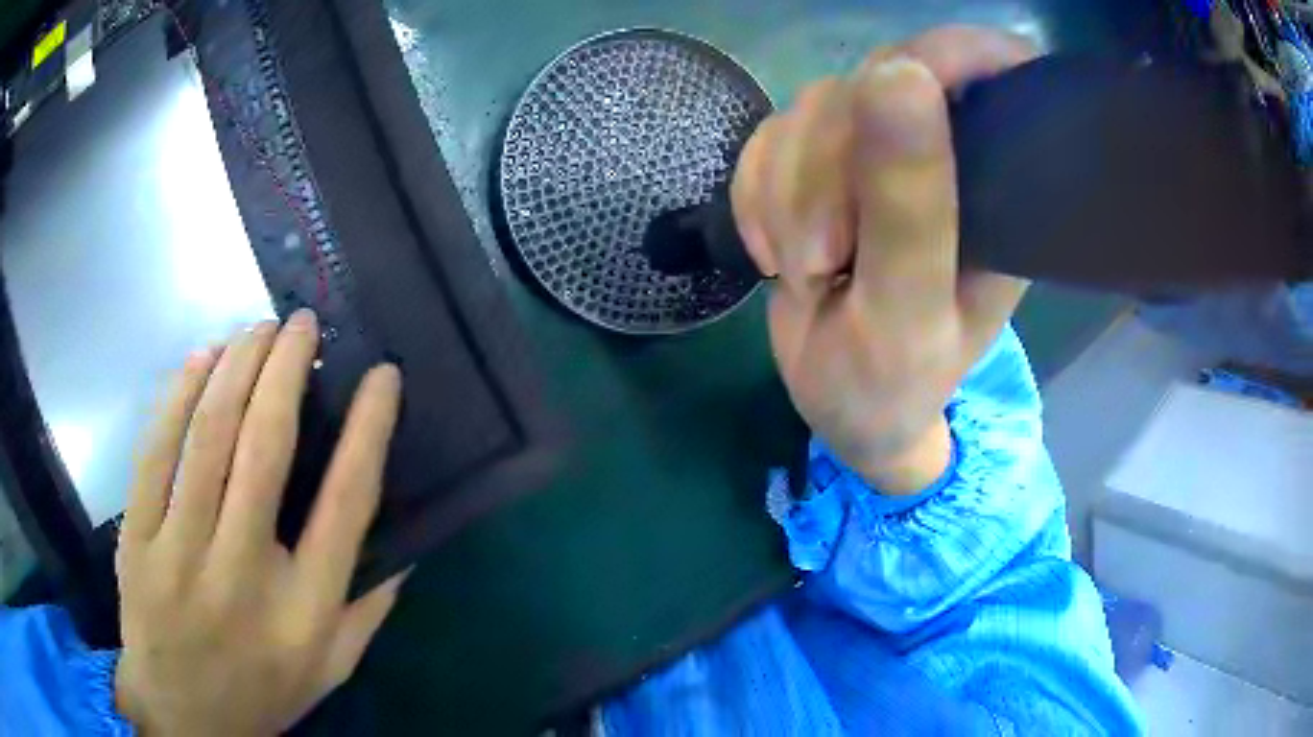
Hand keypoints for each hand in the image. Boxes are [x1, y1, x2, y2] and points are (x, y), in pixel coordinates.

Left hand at [115, 310, 405, 735]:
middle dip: (286, 369)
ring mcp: (180, 554)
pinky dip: (178, 394)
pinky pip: (155, 451)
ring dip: (236, 366)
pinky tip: (200, 358)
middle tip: (302, 324)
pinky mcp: (138, 540)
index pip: (345, 504)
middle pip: (265, 448)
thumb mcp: (331, 669)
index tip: (382, 375)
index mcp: (304, 611)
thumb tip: (407, 545)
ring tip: (257, 328)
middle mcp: (243, 575)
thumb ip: (369, 610)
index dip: (367, 430)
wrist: (183, 716)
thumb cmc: (261, 692)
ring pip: (207, 436)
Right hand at [732, 27, 1036, 492]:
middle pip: (873, 81)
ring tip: (804, 272)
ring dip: (784, 193)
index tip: (893, 100)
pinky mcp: (822, 162)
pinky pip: (767, 139)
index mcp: (999, 185)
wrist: (844, 410)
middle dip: (825, 168)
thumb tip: (897, 71)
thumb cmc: (892, 384)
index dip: (945, 57)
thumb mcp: (907, 310)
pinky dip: (755, 197)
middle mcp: (947, 152)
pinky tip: (776, 253)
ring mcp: (880, 151)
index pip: (989, 68)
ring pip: (810, 108)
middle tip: (820, 262)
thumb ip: (911, 203)